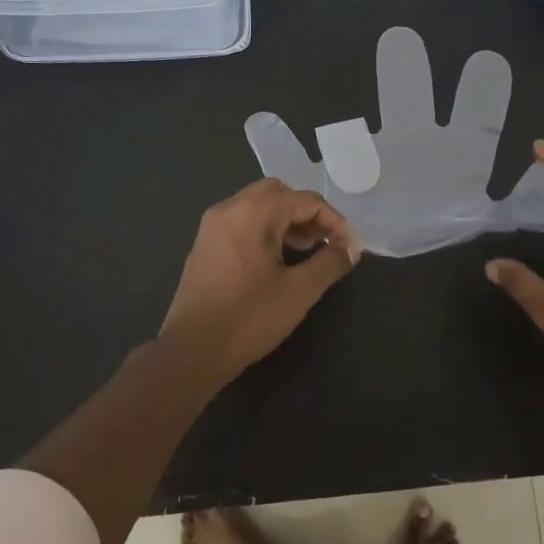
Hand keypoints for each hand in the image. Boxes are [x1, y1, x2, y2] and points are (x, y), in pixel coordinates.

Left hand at [160, 179, 360, 385]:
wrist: (193, 350)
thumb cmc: (249, 317)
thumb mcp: (299, 291)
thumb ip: (330, 263)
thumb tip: (351, 249)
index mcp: (253, 212)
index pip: (305, 200)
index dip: (334, 221)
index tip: (349, 247)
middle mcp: (229, 208)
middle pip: (278, 193)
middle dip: (306, 213)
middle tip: (324, 242)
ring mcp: (212, 225)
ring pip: (257, 205)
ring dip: (285, 220)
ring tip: (305, 250)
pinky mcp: (204, 244)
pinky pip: (240, 221)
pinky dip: (263, 229)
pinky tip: (275, 259)